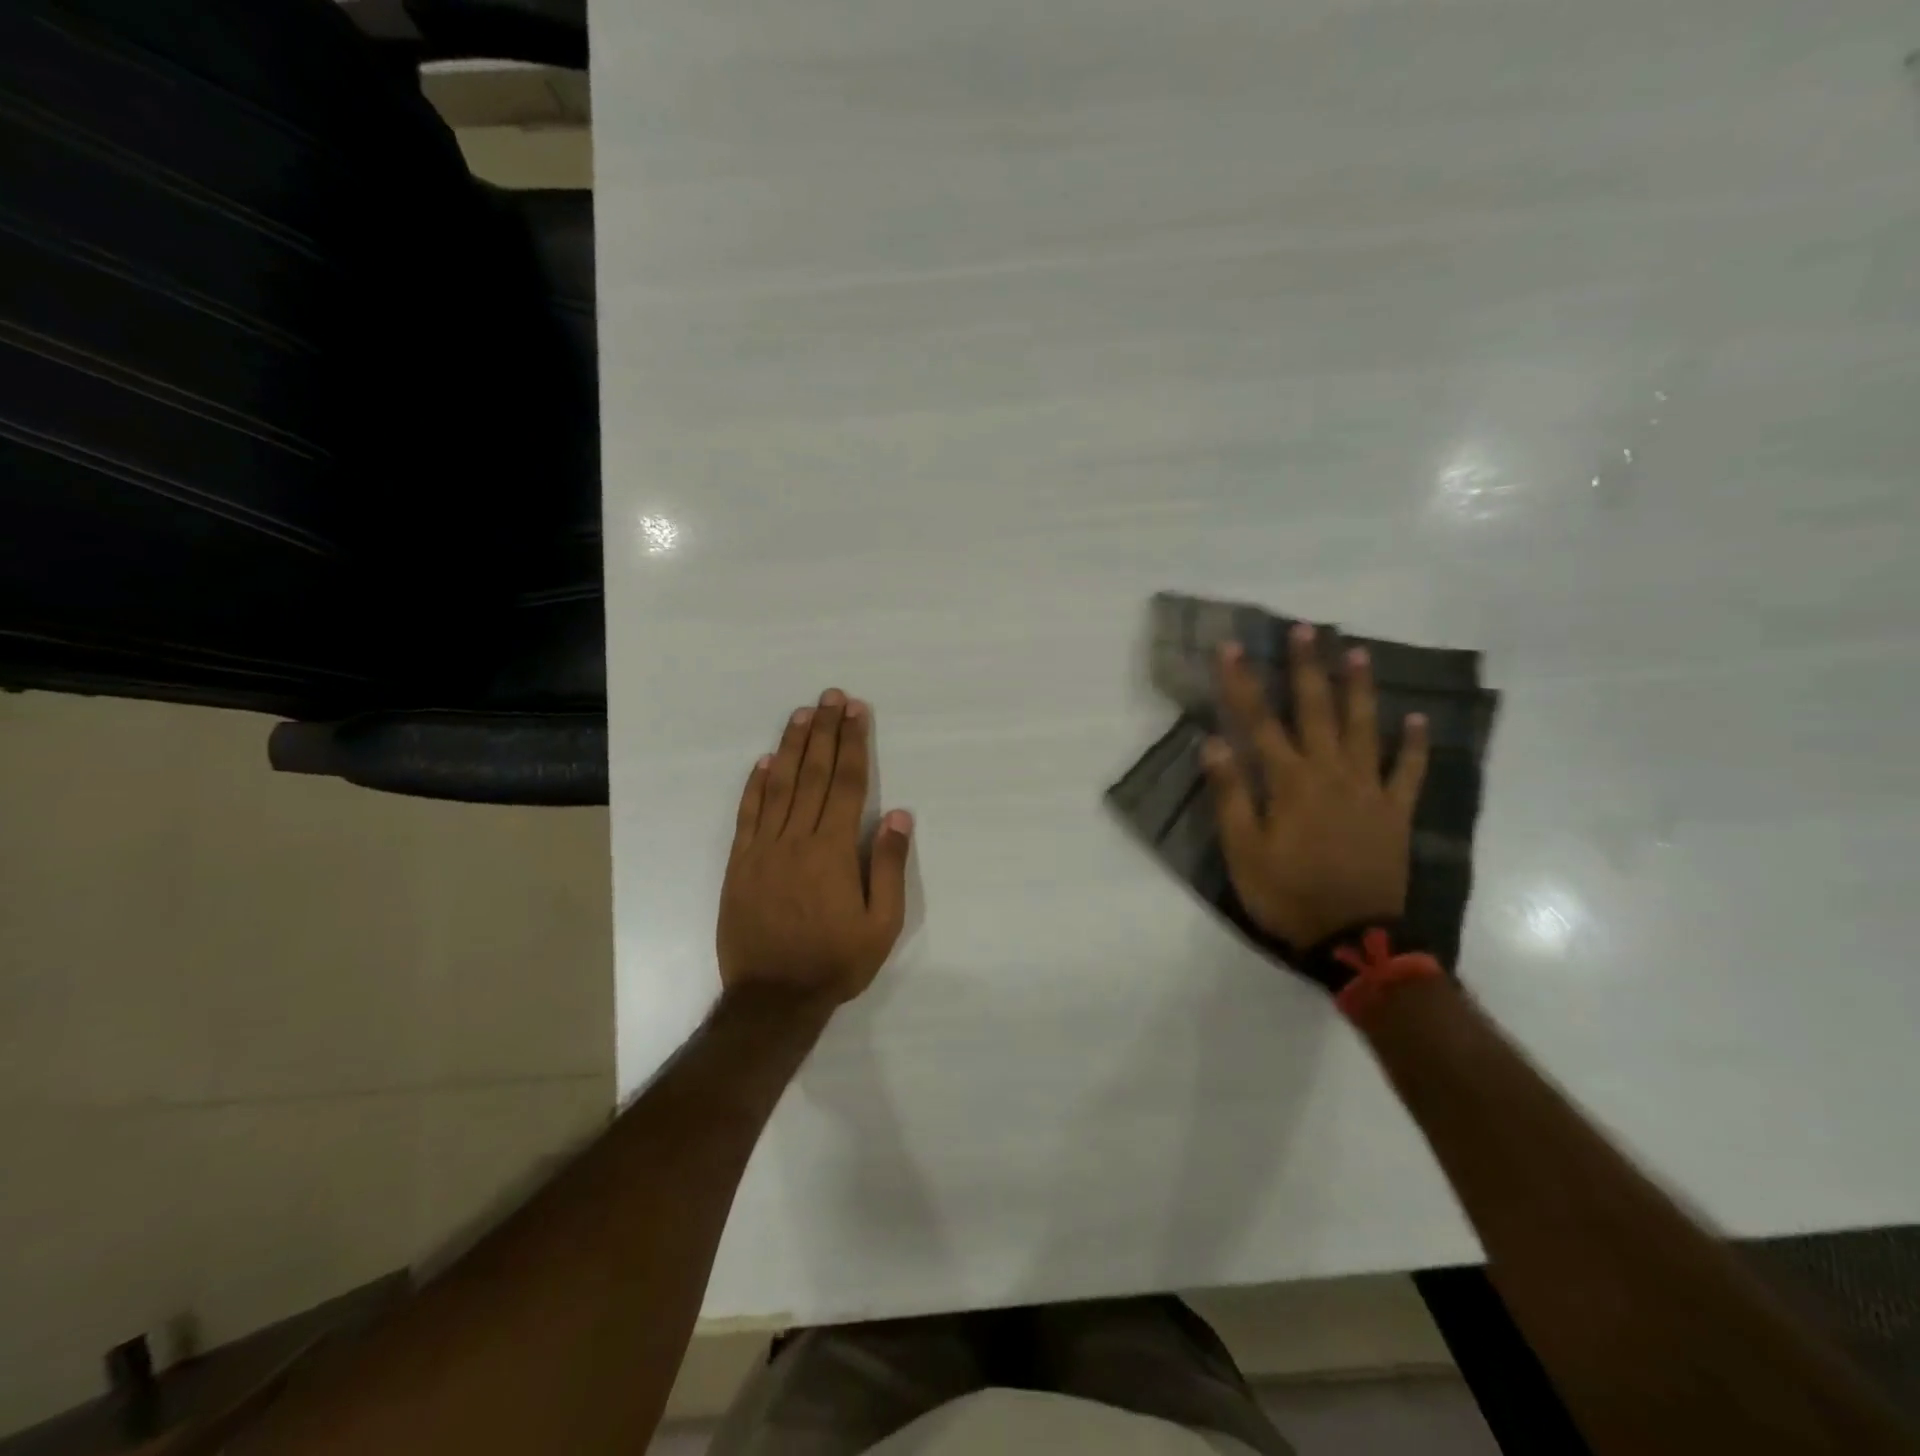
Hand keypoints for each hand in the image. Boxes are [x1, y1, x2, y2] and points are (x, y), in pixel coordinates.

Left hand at [717, 689, 912, 1006]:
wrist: (772, 998)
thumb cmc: (835, 962)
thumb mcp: (881, 924)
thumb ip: (887, 866)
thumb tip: (898, 815)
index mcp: (833, 851)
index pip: (846, 784)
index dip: (853, 744)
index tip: (856, 711)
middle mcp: (797, 839)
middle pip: (812, 774)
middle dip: (825, 731)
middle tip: (831, 696)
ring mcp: (763, 849)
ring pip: (778, 786)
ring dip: (791, 746)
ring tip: (802, 714)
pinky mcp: (739, 863)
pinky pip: (748, 814)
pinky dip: (755, 785)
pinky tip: (763, 762)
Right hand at [1203, 626, 1428, 949]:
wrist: (1355, 937)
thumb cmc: (1288, 893)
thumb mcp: (1243, 850)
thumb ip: (1231, 795)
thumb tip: (1212, 743)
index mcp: (1289, 781)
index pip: (1258, 721)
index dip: (1242, 683)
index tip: (1232, 648)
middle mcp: (1330, 773)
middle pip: (1316, 711)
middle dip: (1306, 668)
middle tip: (1305, 629)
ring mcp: (1368, 790)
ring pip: (1364, 729)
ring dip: (1359, 690)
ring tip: (1357, 654)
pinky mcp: (1395, 812)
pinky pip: (1408, 772)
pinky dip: (1415, 745)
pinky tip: (1418, 720)